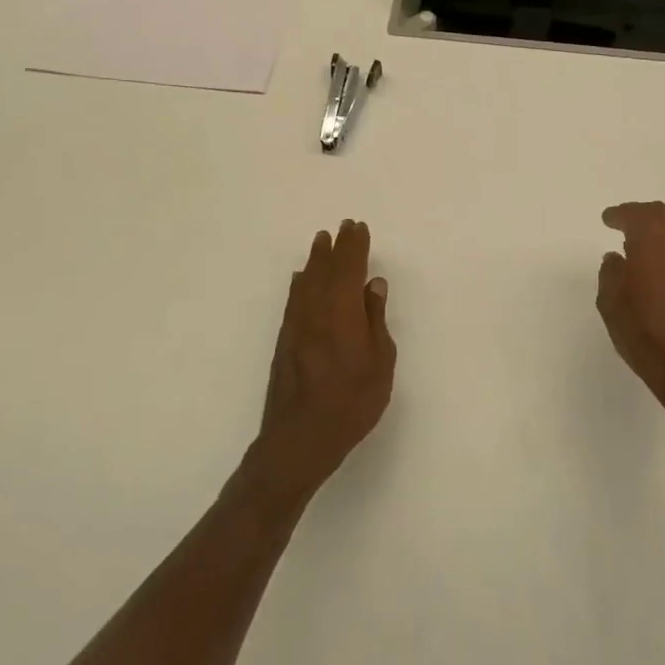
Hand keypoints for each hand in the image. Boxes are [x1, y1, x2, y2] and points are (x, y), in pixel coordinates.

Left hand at [251, 220, 396, 499]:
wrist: (300, 438)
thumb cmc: (352, 402)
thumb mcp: (380, 361)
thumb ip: (375, 319)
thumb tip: (373, 285)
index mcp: (342, 311)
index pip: (349, 267)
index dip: (355, 246)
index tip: (358, 227)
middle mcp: (315, 310)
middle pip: (325, 269)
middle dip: (335, 247)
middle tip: (342, 227)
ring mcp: (296, 325)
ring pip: (306, 281)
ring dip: (315, 260)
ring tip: (321, 242)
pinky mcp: (285, 341)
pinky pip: (294, 299)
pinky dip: (300, 283)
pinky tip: (301, 279)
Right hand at [597, 202, 664, 434]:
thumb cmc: (646, 332)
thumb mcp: (612, 302)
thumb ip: (611, 273)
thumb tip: (617, 258)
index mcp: (654, 237)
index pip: (634, 215)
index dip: (618, 215)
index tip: (607, 219)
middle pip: (661, 215)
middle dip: (641, 215)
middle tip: (623, 222)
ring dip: (659, 230)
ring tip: (639, 242)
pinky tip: (660, 263)